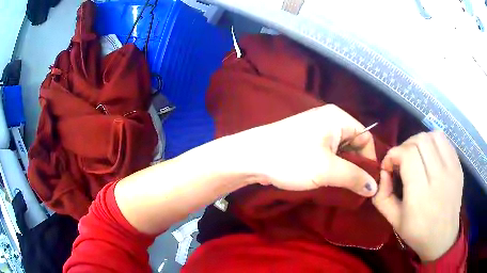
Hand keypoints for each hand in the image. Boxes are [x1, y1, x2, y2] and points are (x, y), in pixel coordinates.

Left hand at [231, 104, 377, 196]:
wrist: (251, 157)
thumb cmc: (292, 159)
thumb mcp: (328, 170)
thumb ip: (354, 177)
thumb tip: (374, 187)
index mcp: (338, 118)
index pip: (366, 138)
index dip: (370, 160)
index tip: (369, 183)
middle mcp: (329, 120)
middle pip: (354, 145)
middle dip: (356, 167)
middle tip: (357, 189)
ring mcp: (316, 131)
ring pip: (340, 152)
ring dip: (343, 170)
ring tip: (345, 189)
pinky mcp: (306, 142)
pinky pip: (327, 154)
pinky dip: (331, 168)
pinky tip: (331, 182)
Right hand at [372, 131, 462, 261]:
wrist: (443, 238)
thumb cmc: (417, 233)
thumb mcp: (394, 221)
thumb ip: (382, 196)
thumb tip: (384, 171)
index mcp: (420, 195)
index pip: (407, 154)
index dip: (394, 154)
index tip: (389, 165)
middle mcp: (439, 177)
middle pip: (420, 141)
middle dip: (405, 146)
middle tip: (402, 160)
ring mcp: (452, 170)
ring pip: (433, 136)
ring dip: (420, 141)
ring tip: (417, 155)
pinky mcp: (458, 166)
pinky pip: (445, 141)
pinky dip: (434, 142)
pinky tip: (430, 155)